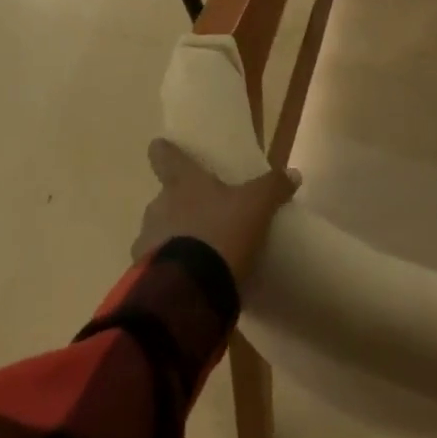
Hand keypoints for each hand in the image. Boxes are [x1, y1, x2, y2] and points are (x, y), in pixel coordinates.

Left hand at [134, 139, 300, 284]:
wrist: (190, 292)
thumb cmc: (221, 233)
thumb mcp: (257, 207)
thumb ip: (273, 187)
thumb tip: (293, 173)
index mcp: (182, 183)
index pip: (164, 156)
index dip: (164, 150)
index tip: (162, 146)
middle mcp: (158, 205)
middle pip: (165, 196)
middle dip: (180, 203)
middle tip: (205, 212)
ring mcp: (146, 240)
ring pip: (159, 229)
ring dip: (174, 235)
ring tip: (200, 249)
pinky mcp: (144, 274)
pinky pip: (157, 263)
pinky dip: (171, 265)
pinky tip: (191, 276)